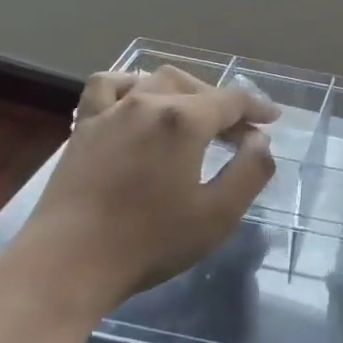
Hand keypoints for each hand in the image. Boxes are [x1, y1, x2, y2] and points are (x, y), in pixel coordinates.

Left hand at [12, 66, 280, 315]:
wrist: (70, 262)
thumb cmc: (151, 242)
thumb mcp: (219, 214)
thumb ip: (251, 171)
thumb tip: (259, 140)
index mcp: (184, 120)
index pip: (231, 100)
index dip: (257, 107)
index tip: (273, 120)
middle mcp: (147, 102)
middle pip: (196, 88)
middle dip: (224, 105)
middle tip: (240, 133)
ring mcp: (110, 111)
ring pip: (154, 80)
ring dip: (184, 91)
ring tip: (196, 114)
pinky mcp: (83, 127)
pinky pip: (108, 87)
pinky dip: (130, 85)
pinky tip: (138, 100)